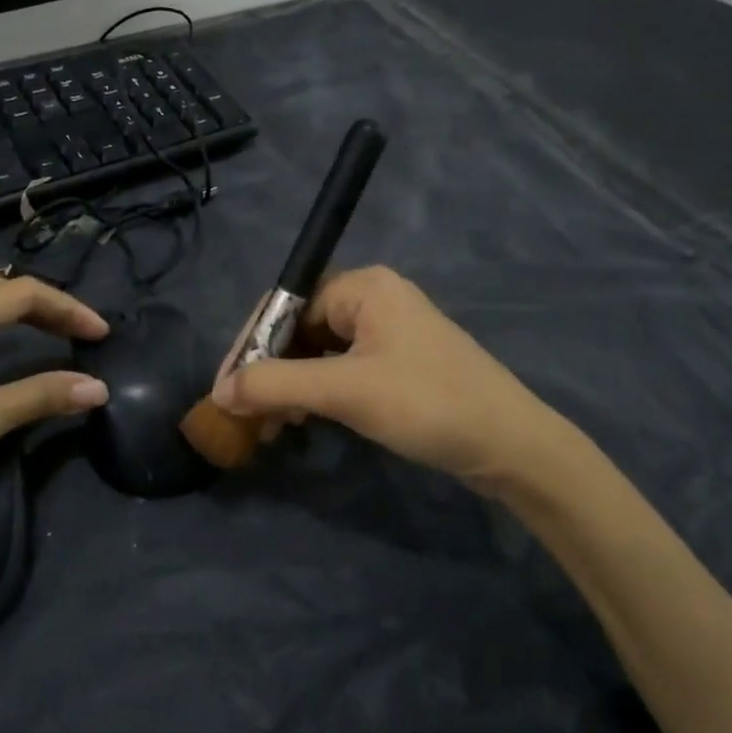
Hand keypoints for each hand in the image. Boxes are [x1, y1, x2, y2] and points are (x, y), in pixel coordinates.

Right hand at [211, 266, 580, 495]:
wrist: (512, 446)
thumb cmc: (428, 404)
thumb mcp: (346, 391)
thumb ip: (277, 385)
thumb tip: (220, 392)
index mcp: (363, 287)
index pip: (284, 306)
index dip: (248, 348)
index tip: (224, 391)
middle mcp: (372, 299)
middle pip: (298, 330)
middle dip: (267, 373)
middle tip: (244, 416)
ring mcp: (386, 333)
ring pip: (316, 354)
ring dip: (288, 388)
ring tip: (270, 427)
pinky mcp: (395, 364)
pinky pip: (338, 370)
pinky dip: (314, 394)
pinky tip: (300, 421)